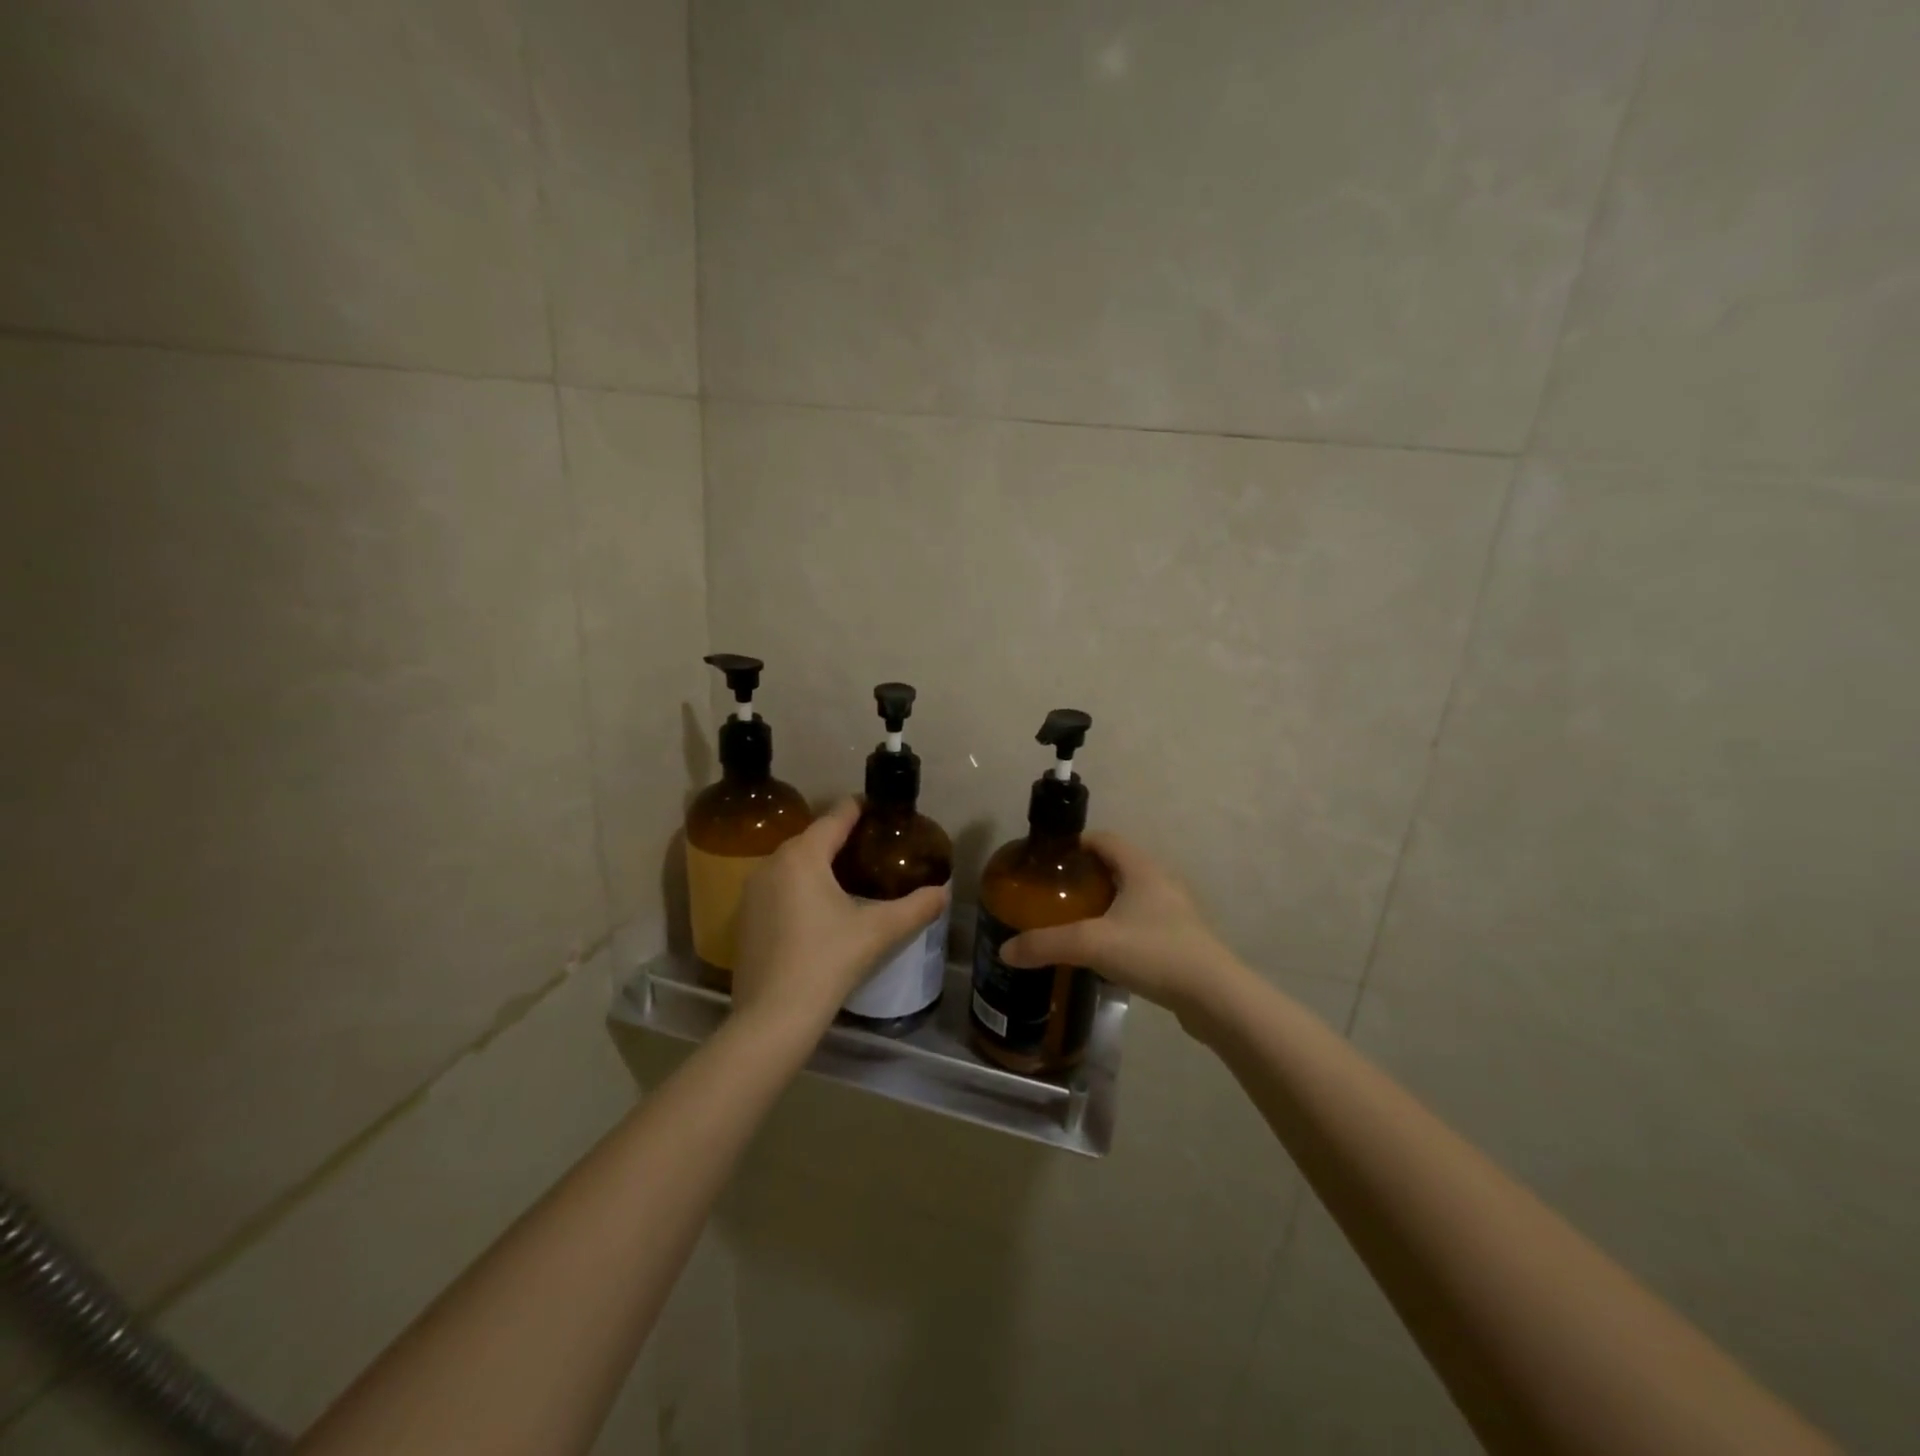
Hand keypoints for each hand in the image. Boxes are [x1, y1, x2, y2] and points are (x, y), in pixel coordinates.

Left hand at [730, 799, 949, 1034]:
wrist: (773, 1016)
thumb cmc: (827, 961)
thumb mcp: (878, 931)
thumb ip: (916, 907)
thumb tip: (945, 892)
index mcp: (803, 855)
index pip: (836, 817)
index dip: (859, 808)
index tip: (879, 809)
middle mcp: (772, 863)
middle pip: (813, 838)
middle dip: (841, 838)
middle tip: (873, 848)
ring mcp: (752, 891)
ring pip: (793, 864)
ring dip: (818, 864)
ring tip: (850, 877)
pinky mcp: (744, 918)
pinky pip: (778, 888)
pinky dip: (799, 889)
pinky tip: (818, 911)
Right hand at [998, 833, 1244, 1025]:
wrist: (1214, 997)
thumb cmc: (1154, 952)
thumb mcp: (1092, 944)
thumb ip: (1046, 944)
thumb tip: (1005, 950)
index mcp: (1141, 867)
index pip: (1103, 839)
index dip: (1075, 844)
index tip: (1048, 861)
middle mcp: (1160, 881)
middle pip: (1116, 866)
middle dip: (1084, 876)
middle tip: (1054, 895)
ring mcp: (1174, 911)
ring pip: (1130, 895)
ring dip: (1103, 903)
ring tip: (1073, 922)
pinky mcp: (1180, 939)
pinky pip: (1141, 921)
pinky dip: (1119, 927)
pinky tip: (1103, 951)